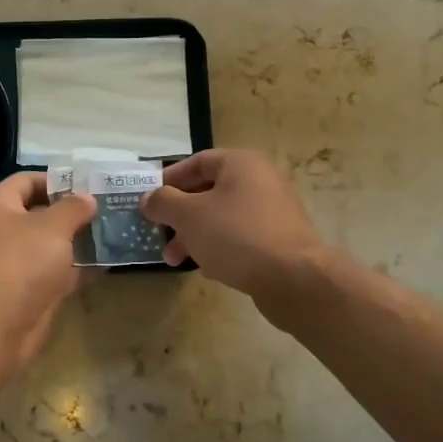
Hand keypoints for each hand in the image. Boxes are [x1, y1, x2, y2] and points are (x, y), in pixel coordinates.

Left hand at [0, 173, 95, 368]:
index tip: (91, 185)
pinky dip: (80, 268)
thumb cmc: (21, 263)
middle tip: (110, 207)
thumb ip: (73, 207)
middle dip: (75, 211)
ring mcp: (17, 262)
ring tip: (115, 231)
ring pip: (53, 244)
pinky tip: (109, 262)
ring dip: (81, 240)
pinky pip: (58, 271)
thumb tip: (87, 198)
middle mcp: (4, 229)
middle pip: (42, 212)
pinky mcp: (30, 290)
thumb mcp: (52, 226)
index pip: (28, 180)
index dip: (58, 179)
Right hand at [141, 149, 327, 302]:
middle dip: (179, 215)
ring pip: (221, 217)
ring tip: (175, 260)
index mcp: (240, 164)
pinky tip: (207, 268)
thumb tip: (148, 198)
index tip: (148, 200)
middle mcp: (259, 181)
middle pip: (208, 191)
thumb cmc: (236, 235)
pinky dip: (218, 247)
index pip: (196, 162)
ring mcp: (272, 212)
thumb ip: (163, 202)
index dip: (169, 179)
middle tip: (158, 234)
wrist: (294, 279)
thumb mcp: (189, 215)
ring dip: (194, 235)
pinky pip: (239, 237)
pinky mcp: (278, 241)